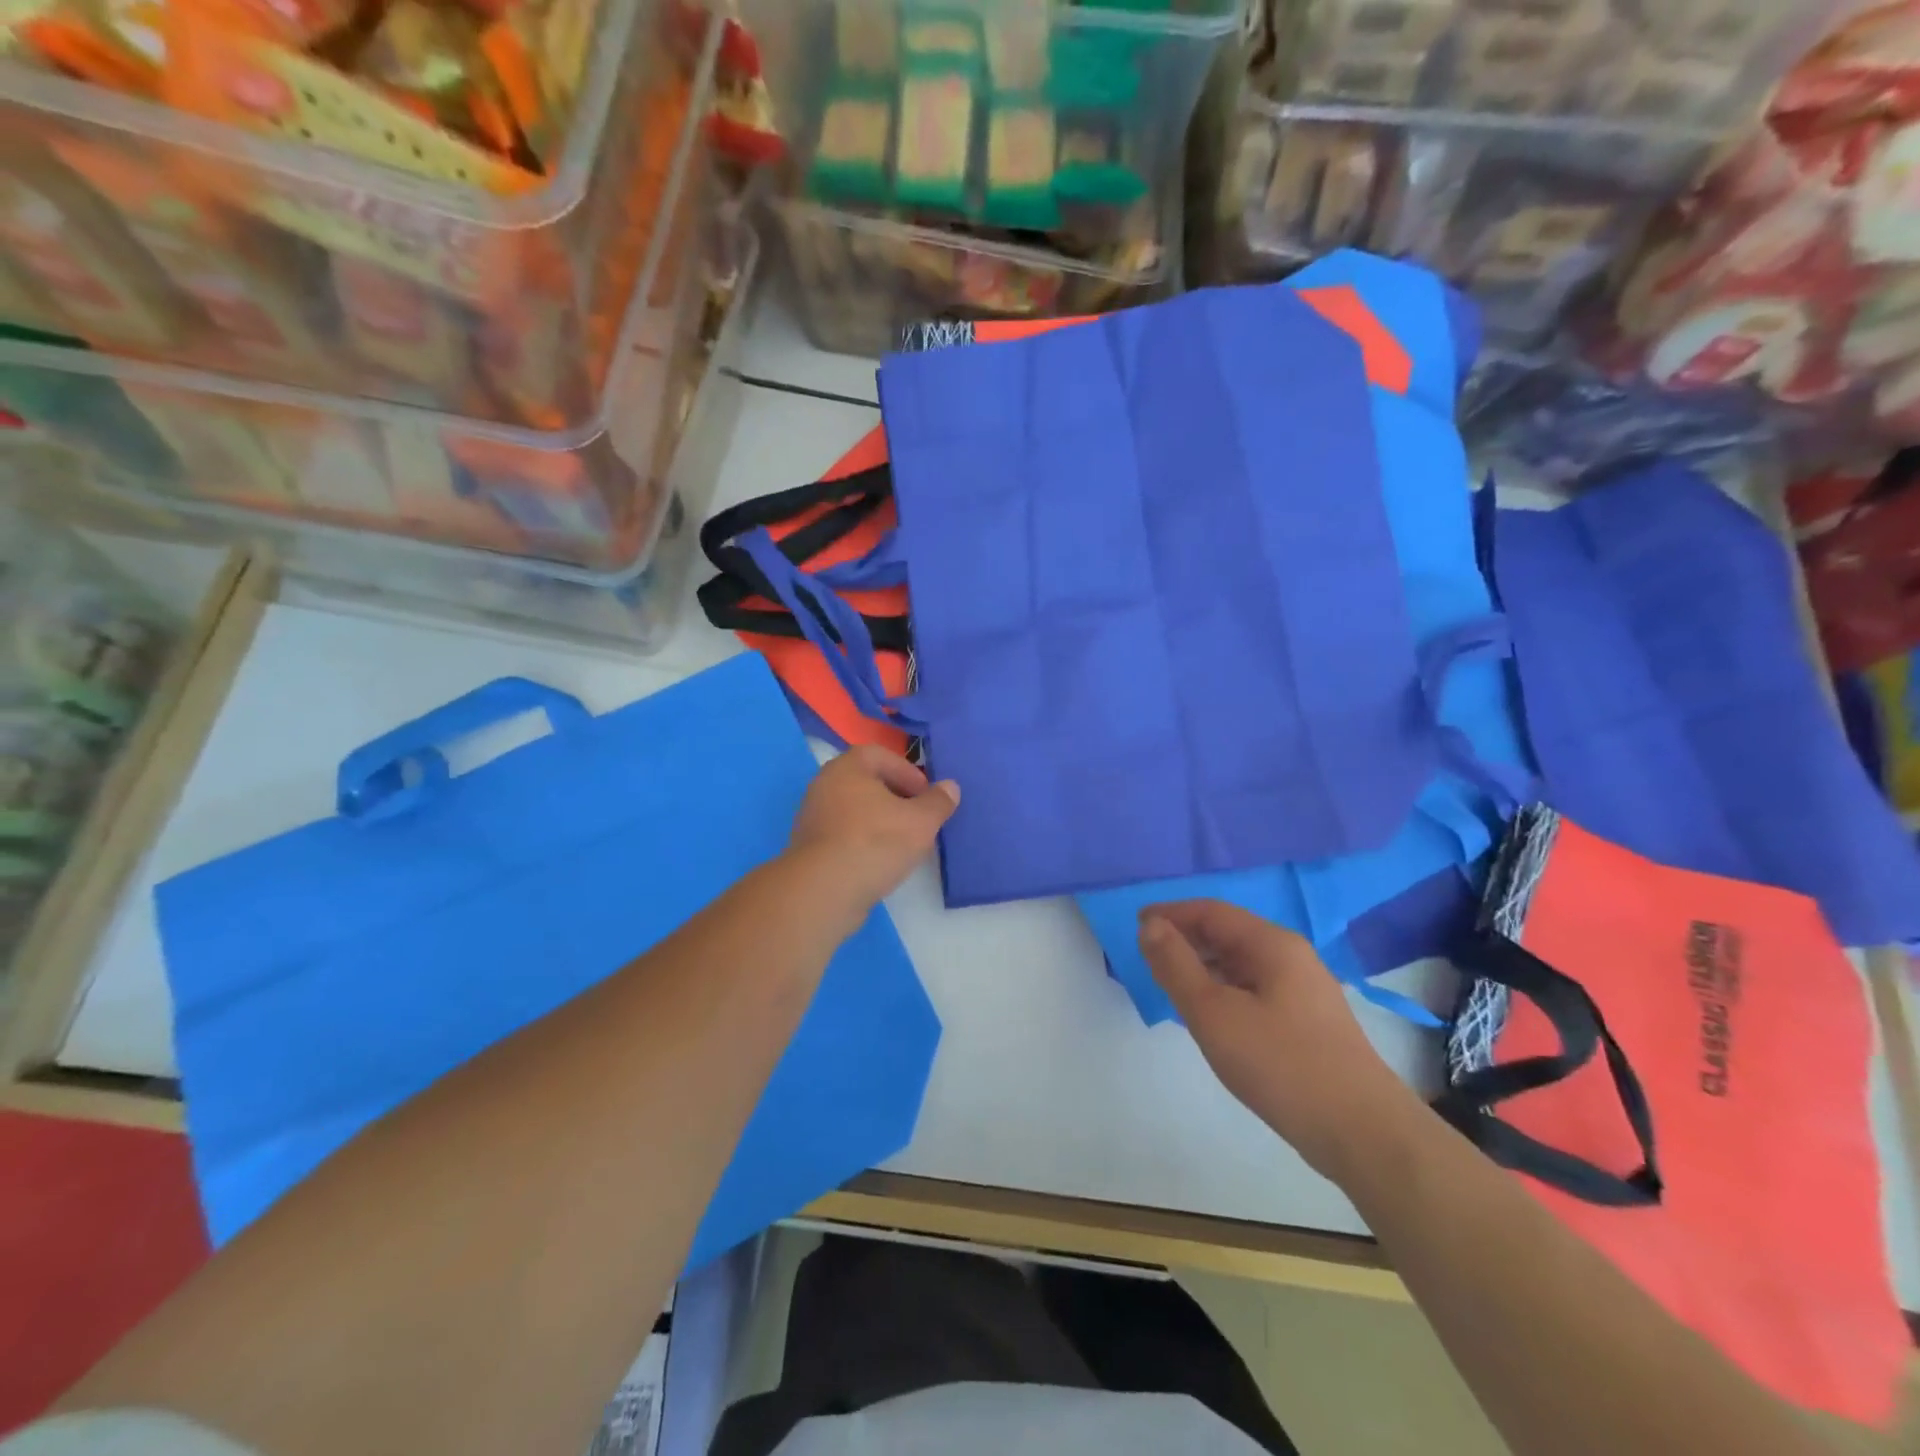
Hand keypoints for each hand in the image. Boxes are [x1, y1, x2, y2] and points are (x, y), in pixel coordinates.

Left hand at [788, 745, 958, 915]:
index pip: (880, 755)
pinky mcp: (808, 847)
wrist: (823, 891)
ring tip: (904, 842)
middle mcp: (824, 784)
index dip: (908, 772)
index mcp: (847, 767)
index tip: (926, 796)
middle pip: (867, 782)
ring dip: (880, 820)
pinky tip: (880, 861)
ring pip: (855, 810)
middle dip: (896, 797)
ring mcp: (812, 816)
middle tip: (919, 818)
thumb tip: (950, 787)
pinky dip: (863, 840)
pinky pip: (843, 834)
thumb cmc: (875, 843)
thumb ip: (938, 801)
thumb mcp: (921, 821)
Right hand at [1140, 900, 1423, 1183]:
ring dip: (1203, 967)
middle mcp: (1291, 956)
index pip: (1211, 911)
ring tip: (1171, 986)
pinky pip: (1253, 989)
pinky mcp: (1307, 1022)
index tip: (1136, 925)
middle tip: (1147, 958)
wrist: (1362, 1132)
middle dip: (1185, 939)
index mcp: (1271, 944)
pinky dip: (1223, 991)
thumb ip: (1176, 965)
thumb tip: (1150, 925)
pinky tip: (1210, 1017)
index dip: (1171, 914)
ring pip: (1240, 964)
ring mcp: (1303, 990)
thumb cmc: (1281, 1064)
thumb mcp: (1213, 1013)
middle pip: (1227, 933)